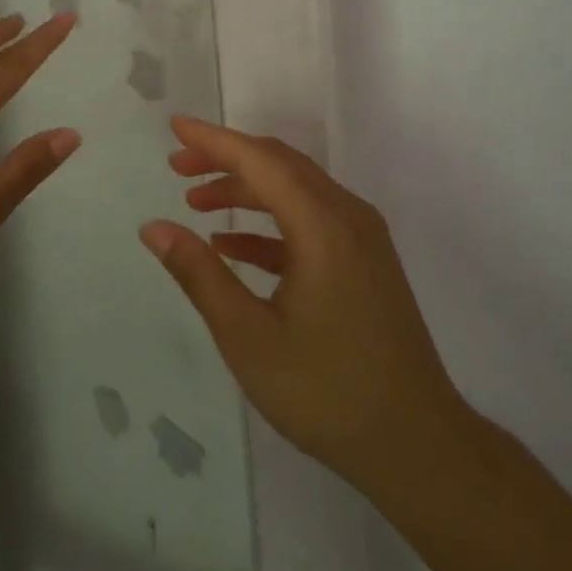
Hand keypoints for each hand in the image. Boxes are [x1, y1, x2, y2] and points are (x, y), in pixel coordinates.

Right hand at [140, 117, 467, 493]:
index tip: (175, 126)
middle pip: (280, 166)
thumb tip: (154, 227)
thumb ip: (199, 275)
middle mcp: (347, 216)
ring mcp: (362, 238)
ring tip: (196, 202)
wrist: (417, 444)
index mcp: (322, 225)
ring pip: (296, 191)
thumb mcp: (248, 337)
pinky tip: (234, 247)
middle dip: (227, 158)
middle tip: (177, 165)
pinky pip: (311, 223)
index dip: (214, 140)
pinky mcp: (365, 262)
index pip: (259, 160)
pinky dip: (270, 224)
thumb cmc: (326, 391)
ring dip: (247, 191)